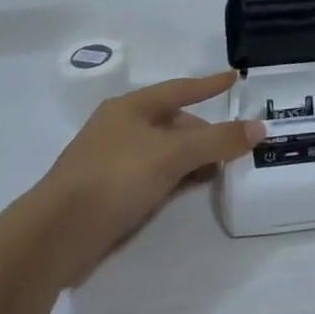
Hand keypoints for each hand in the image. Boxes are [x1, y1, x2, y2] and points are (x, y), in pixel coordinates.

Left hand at [34, 73, 262, 284]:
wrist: (55, 235)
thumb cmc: (115, 177)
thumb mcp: (174, 154)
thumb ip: (218, 140)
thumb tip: (259, 127)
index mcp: (130, 107)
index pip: (180, 89)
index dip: (209, 84)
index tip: (235, 78)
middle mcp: (120, 128)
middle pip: (173, 123)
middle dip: (204, 132)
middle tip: (234, 144)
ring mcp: (111, 162)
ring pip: (163, 152)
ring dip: (191, 159)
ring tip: (219, 170)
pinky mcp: (107, 194)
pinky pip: (153, 176)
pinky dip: (175, 178)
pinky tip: (189, 190)